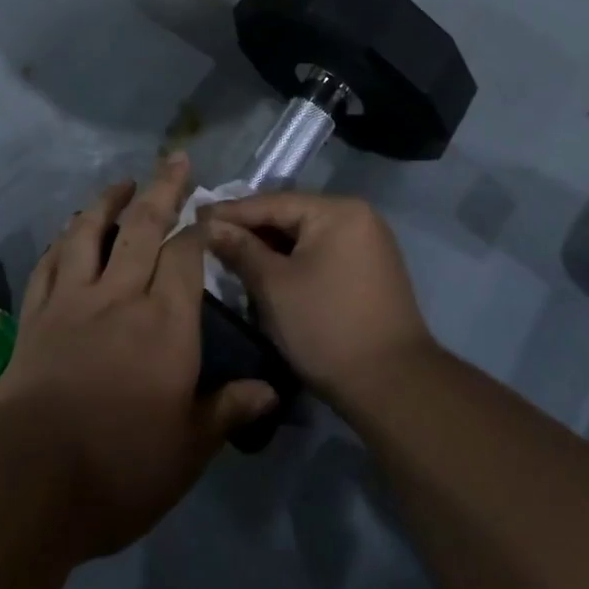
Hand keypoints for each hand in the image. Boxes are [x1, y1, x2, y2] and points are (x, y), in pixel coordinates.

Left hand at [0, 155, 276, 560]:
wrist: (28, 477)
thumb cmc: (120, 466)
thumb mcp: (188, 449)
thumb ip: (228, 410)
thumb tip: (271, 392)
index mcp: (166, 320)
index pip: (187, 255)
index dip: (200, 229)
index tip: (209, 212)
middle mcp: (121, 294)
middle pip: (143, 226)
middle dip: (163, 189)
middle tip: (175, 160)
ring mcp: (73, 300)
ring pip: (90, 233)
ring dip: (108, 202)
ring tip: (123, 182)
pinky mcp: (37, 315)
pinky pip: (50, 263)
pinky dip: (63, 240)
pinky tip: (69, 231)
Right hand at [203, 193, 435, 412]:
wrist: (393, 386)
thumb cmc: (327, 327)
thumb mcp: (274, 286)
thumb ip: (241, 249)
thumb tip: (209, 226)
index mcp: (338, 210)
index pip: (273, 203)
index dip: (231, 212)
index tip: (195, 217)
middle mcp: (358, 216)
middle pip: (291, 216)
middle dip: (250, 229)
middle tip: (209, 237)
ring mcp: (368, 243)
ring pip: (305, 236)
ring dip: (270, 247)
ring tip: (231, 254)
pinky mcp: (370, 270)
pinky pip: (322, 253)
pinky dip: (293, 261)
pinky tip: (266, 272)